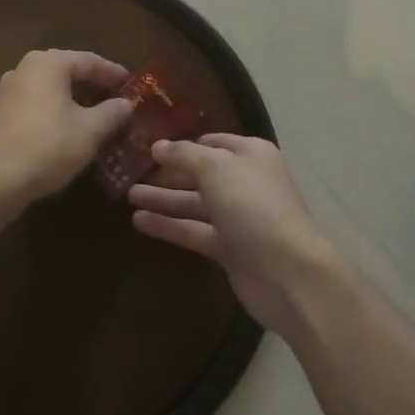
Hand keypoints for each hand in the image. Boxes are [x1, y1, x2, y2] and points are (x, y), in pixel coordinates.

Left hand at [0, 50, 133, 209]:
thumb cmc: (48, 147)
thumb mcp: (90, 131)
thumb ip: (111, 112)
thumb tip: (125, 104)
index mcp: (48, 64)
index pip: (89, 61)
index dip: (113, 73)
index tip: (131, 85)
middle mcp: (24, 69)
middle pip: (66, 71)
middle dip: (92, 84)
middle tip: (114, 97)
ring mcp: (5, 92)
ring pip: (48, 89)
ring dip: (72, 99)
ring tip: (93, 115)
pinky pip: (33, 105)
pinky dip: (53, 111)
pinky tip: (64, 130)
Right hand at [129, 134, 339, 338]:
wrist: (286, 272)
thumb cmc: (253, 207)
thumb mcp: (216, 168)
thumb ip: (184, 155)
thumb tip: (158, 146)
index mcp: (250, 154)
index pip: (212, 142)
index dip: (182, 143)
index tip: (149, 143)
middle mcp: (244, 181)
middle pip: (200, 173)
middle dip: (168, 172)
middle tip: (130, 170)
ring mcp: (237, 217)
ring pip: (194, 202)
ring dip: (163, 198)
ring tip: (127, 194)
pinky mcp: (228, 248)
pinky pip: (193, 230)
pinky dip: (169, 225)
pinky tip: (138, 221)